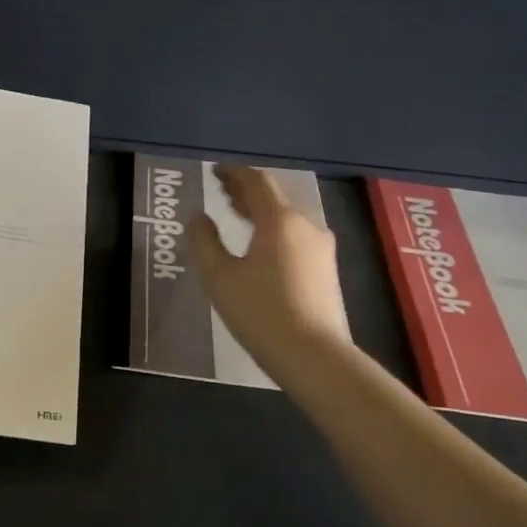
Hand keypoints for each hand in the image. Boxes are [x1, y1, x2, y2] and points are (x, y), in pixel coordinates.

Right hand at [193, 165, 350, 383]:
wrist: (313, 355)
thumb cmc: (260, 312)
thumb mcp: (219, 277)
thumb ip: (204, 242)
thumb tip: (199, 218)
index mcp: (279, 220)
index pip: (256, 183)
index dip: (234, 174)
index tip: (215, 171)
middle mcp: (306, 225)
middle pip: (274, 198)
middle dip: (246, 192)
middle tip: (222, 191)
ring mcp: (321, 248)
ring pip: (287, 218)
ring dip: (260, 212)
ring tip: (237, 214)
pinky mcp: (327, 269)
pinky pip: (296, 236)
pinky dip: (274, 230)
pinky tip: (260, 245)